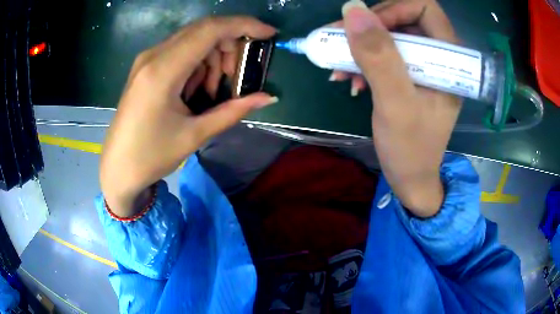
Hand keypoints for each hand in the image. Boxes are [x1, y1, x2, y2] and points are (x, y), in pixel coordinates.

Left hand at [100, 17, 277, 216]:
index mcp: (163, 71)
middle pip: (204, 30)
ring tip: (212, 91)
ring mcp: (147, 59)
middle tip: (236, 76)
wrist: (117, 168)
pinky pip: (181, 51)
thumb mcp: (194, 135)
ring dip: (213, 57)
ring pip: (193, 39)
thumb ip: (232, 111)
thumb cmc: (151, 156)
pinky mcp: (146, 66)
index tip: (269, 34)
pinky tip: (195, 89)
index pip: (210, 29)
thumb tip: (268, 98)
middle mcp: (153, 55)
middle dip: (230, 45)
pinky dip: (198, 63)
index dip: (244, 25)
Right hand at [340, 0, 461, 216]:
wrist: (411, 178)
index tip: (364, 30)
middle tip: (338, 43)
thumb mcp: (396, 104)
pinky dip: (363, 59)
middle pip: (401, 16)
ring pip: (388, 32)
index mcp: (449, 58)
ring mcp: (423, 63)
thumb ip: (379, 56)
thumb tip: (352, 9)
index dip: (391, 10)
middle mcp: (438, 54)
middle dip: (368, 28)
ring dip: (360, 45)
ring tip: (339, 68)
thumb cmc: (411, 149)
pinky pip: (384, 51)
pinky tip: (349, 78)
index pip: (422, 7)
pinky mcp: (409, 73)